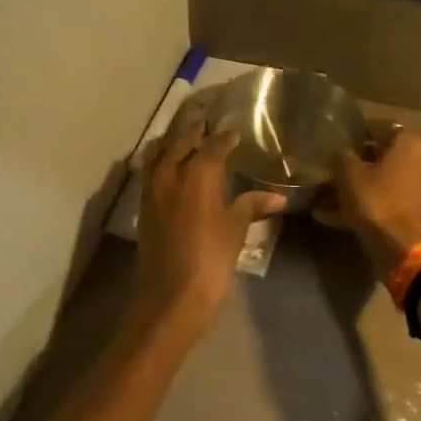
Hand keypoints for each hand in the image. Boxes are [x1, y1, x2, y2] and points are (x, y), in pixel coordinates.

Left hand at [135, 119, 285, 328]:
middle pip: (180, 142)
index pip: (213, 145)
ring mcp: (152, 190)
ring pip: (158, 154)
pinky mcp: (143, 208)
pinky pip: (149, 173)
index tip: (234, 134)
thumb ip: (252, 206)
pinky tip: (170, 168)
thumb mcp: (235, 230)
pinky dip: (159, 163)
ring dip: (171, 143)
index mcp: (198, 174)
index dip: (225, 138)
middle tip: (206, 125)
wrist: (173, 295)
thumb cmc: (212, 259)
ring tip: (184, 140)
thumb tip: (277, 197)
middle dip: (194, 132)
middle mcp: (171, 174)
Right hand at [319, 120, 420, 276]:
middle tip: (330, 175)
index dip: (356, 134)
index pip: (381, 127)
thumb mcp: (349, 175)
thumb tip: (343, 153)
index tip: (336, 143)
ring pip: (383, 184)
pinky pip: (388, 204)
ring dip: (356, 191)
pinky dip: (366, 208)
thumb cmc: (377, 202)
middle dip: (355, 168)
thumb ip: (343, 157)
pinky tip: (334, 218)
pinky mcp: (419, 215)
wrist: (405, 250)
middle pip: (383, 158)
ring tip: (324, 202)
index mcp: (411, 143)